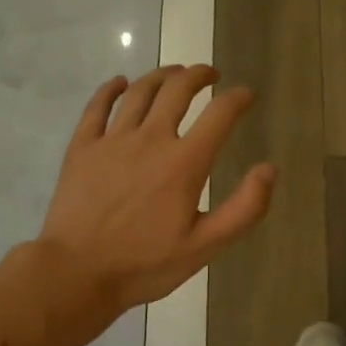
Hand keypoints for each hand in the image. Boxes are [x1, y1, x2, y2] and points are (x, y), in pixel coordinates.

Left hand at [36, 65, 276, 311]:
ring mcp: (112, 140)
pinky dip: (112, 89)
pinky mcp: (82, 147)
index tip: (246, 94)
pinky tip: (121, 83)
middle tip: (210, 74)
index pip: (219, 114)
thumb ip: (244, 209)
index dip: (237, 98)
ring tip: (174, 73)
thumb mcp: (205, 247)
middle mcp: (150, 139)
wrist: (76, 273)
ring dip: (161, 75)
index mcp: (184, 163)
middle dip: (199, 75)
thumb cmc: (144, 264)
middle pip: (177, 90)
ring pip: (140, 92)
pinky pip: (97, 106)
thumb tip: (268, 169)